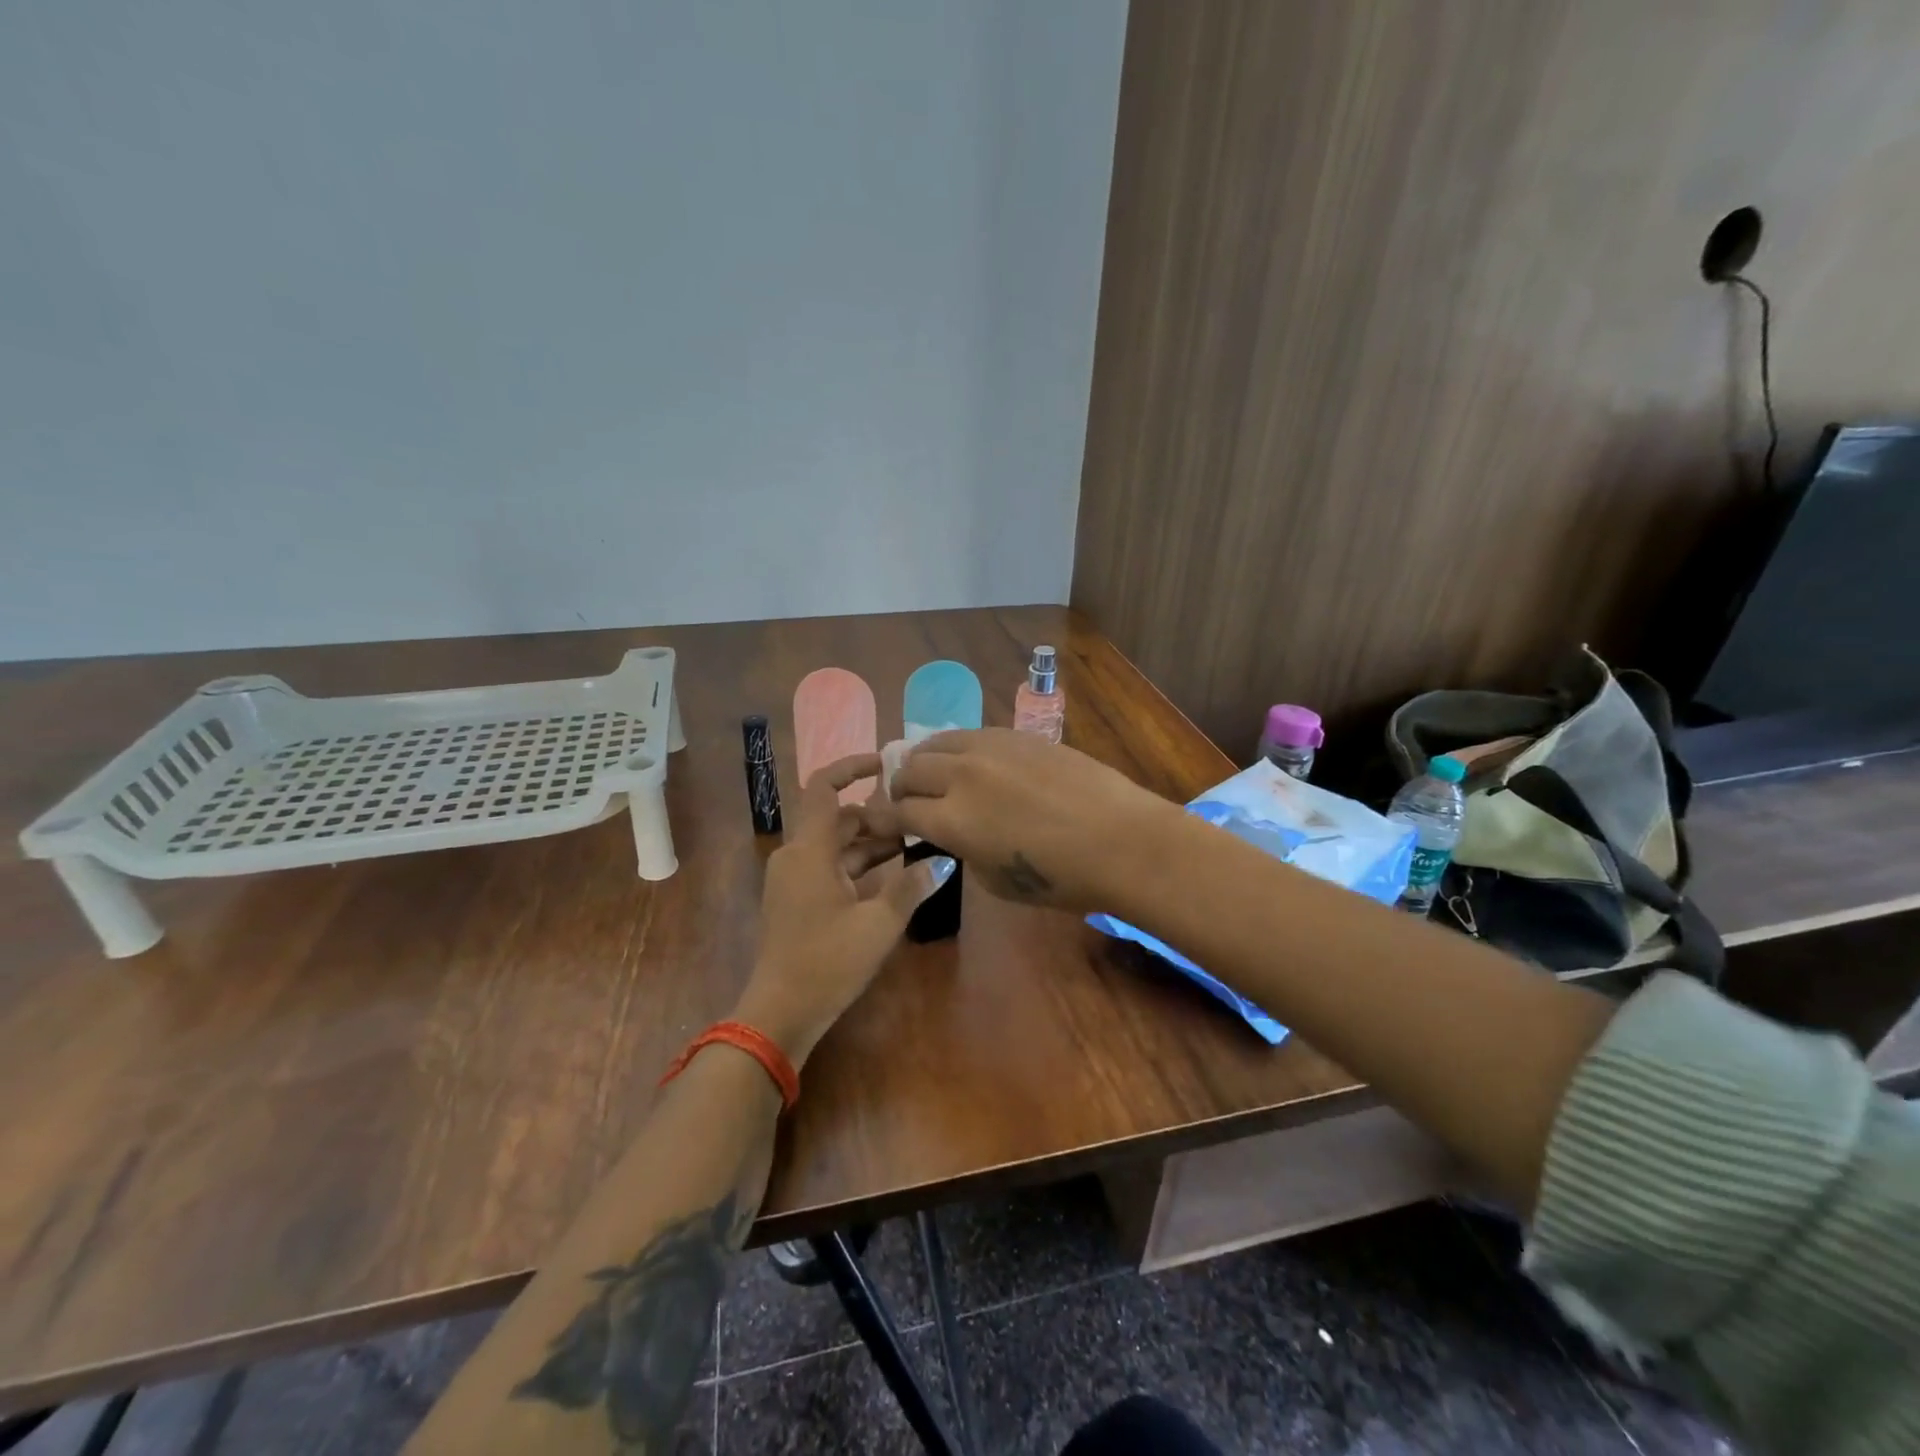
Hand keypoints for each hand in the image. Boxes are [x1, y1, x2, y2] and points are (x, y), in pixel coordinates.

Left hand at [734, 754, 950, 1068]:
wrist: (780, 1012)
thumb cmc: (828, 963)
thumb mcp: (879, 924)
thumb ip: (911, 887)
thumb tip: (941, 860)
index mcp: (809, 850)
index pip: (824, 787)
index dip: (851, 767)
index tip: (885, 764)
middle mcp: (796, 856)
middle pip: (837, 818)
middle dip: (876, 815)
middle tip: (918, 819)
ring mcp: (793, 879)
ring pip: (835, 845)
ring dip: (870, 842)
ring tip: (914, 845)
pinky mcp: (797, 900)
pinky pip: (829, 867)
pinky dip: (858, 865)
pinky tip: (892, 875)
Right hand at [859, 728, 1178, 912]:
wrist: (1121, 840)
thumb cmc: (1062, 878)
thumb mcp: (997, 881)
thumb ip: (965, 851)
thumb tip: (957, 834)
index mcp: (951, 820)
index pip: (898, 811)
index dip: (884, 819)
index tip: (881, 823)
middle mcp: (960, 776)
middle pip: (909, 769)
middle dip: (899, 787)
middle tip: (907, 800)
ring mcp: (990, 748)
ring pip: (936, 742)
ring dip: (924, 760)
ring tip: (932, 773)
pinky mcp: (1017, 734)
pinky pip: (972, 734)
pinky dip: (957, 748)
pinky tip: (970, 761)